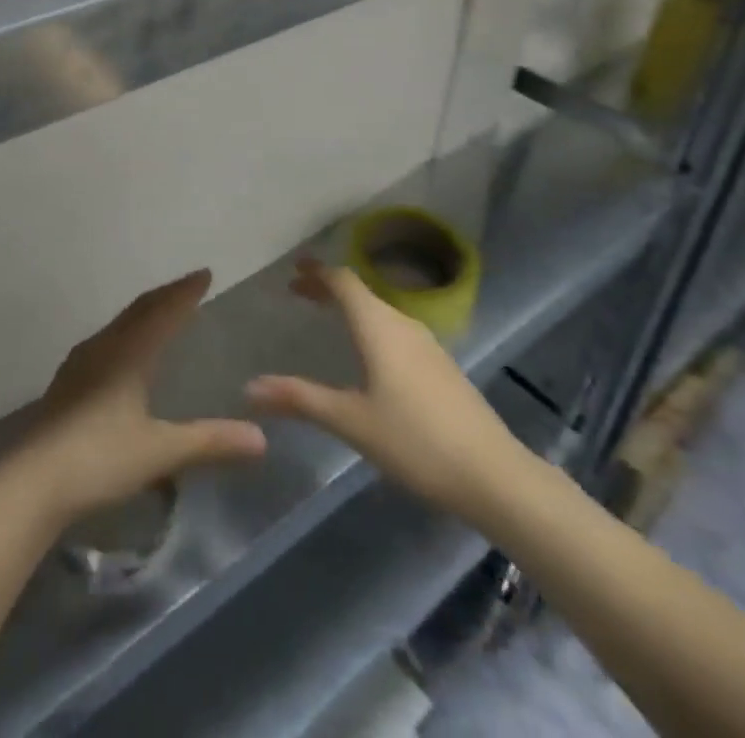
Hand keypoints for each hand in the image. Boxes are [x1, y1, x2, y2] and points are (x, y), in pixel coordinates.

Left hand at [8, 270, 266, 525]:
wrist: (32, 482)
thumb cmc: (99, 458)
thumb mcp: (161, 451)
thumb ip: (210, 442)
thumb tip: (261, 438)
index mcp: (128, 352)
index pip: (163, 310)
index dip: (185, 292)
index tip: (205, 274)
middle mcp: (103, 347)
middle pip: (139, 310)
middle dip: (166, 296)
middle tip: (189, 286)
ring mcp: (80, 363)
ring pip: (119, 324)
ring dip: (144, 313)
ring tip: (161, 313)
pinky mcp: (67, 383)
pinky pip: (106, 341)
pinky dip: (126, 333)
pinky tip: (123, 352)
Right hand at [247, 258, 540, 530]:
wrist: (495, 475)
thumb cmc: (416, 441)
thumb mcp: (351, 421)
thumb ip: (300, 398)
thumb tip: (249, 386)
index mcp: (379, 326)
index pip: (343, 281)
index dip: (317, 272)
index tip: (292, 269)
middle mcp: (403, 324)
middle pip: (361, 292)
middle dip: (328, 288)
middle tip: (299, 292)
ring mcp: (427, 344)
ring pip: (381, 311)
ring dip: (351, 308)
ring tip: (327, 317)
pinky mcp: (441, 366)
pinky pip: (396, 329)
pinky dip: (371, 326)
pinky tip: (368, 354)